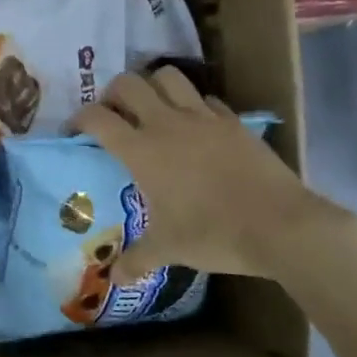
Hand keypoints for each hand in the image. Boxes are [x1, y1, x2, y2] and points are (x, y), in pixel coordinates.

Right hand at [71, 67, 344, 279]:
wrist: (282, 226)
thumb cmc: (214, 234)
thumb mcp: (168, 249)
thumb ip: (136, 260)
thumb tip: (114, 279)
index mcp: (141, 150)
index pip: (97, 118)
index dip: (78, 119)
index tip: (74, 132)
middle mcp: (167, 124)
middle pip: (128, 84)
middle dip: (112, 93)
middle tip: (113, 115)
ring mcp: (203, 118)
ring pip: (168, 77)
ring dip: (153, 86)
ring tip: (152, 108)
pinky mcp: (233, 122)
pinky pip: (206, 99)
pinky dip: (193, 104)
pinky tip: (196, 126)